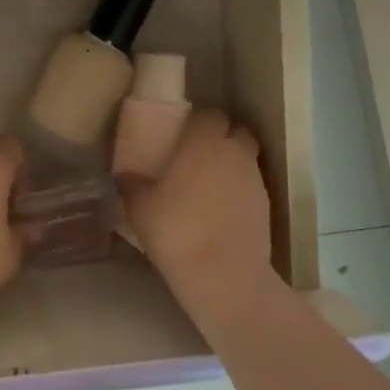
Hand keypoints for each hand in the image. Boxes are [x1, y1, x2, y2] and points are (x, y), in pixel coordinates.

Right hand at [123, 109, 271, 319]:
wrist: (224, 274)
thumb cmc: (176, 230)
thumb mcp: (139, 206)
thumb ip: (131, 184)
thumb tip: (123, 175)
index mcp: (204, 142)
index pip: (210, 114)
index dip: (198, 121)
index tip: (181, 133)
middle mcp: (234, 152)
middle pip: (235, 132)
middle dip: (220, 138)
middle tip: (196, 156)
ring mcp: (255, 179)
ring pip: (245, 159)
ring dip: (230, 164)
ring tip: (207, 185)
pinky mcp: (266, 205)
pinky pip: (251, 186)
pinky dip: (238, 190)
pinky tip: (220, 210)